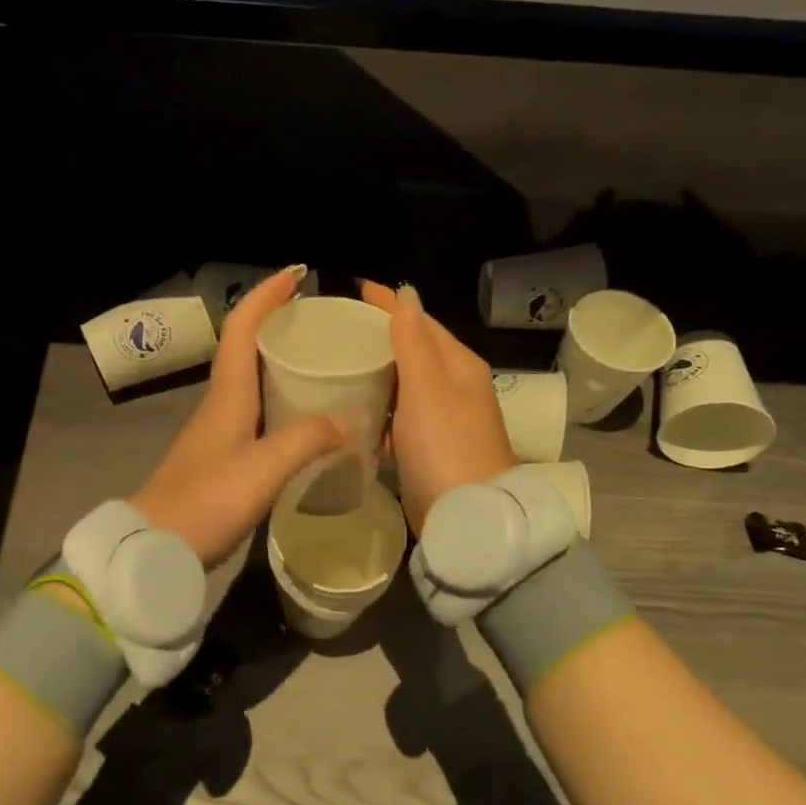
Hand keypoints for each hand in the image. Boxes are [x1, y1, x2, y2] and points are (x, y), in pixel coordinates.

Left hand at [133, 266, 343, 567]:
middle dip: (280, 324)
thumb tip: (345, 423)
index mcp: (227, 394)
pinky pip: (257, 412)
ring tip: (324, 363)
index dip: (268, 296)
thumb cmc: (205, 501)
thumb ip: (306, 441)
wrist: (154, 548)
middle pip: (247, 347)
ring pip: (253, 380)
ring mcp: (219, 430)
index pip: (242, 327)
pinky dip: (282, 401)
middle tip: (323, 323)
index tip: (298, 274)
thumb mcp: (262, 470)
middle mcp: (221, 403)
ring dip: (282, 362)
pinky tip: (307, 420)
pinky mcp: (222, 456)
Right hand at [359, 281, 515, 533]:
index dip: (391, 304)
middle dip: (382, 337)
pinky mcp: (429, 449)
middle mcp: (455, 387)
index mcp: (459, 365)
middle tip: (339, 328)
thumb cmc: (445, 443)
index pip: (421, 322)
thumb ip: (413, 341)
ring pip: (405, 386)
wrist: (467, 514)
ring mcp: (443, 420)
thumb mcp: (426, 385)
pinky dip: (380, 410)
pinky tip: (354, 410)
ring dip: (378, 374)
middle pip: (415, 352)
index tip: (357, 289)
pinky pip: (400, 418)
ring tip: (338, 364)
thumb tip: (407, 294)